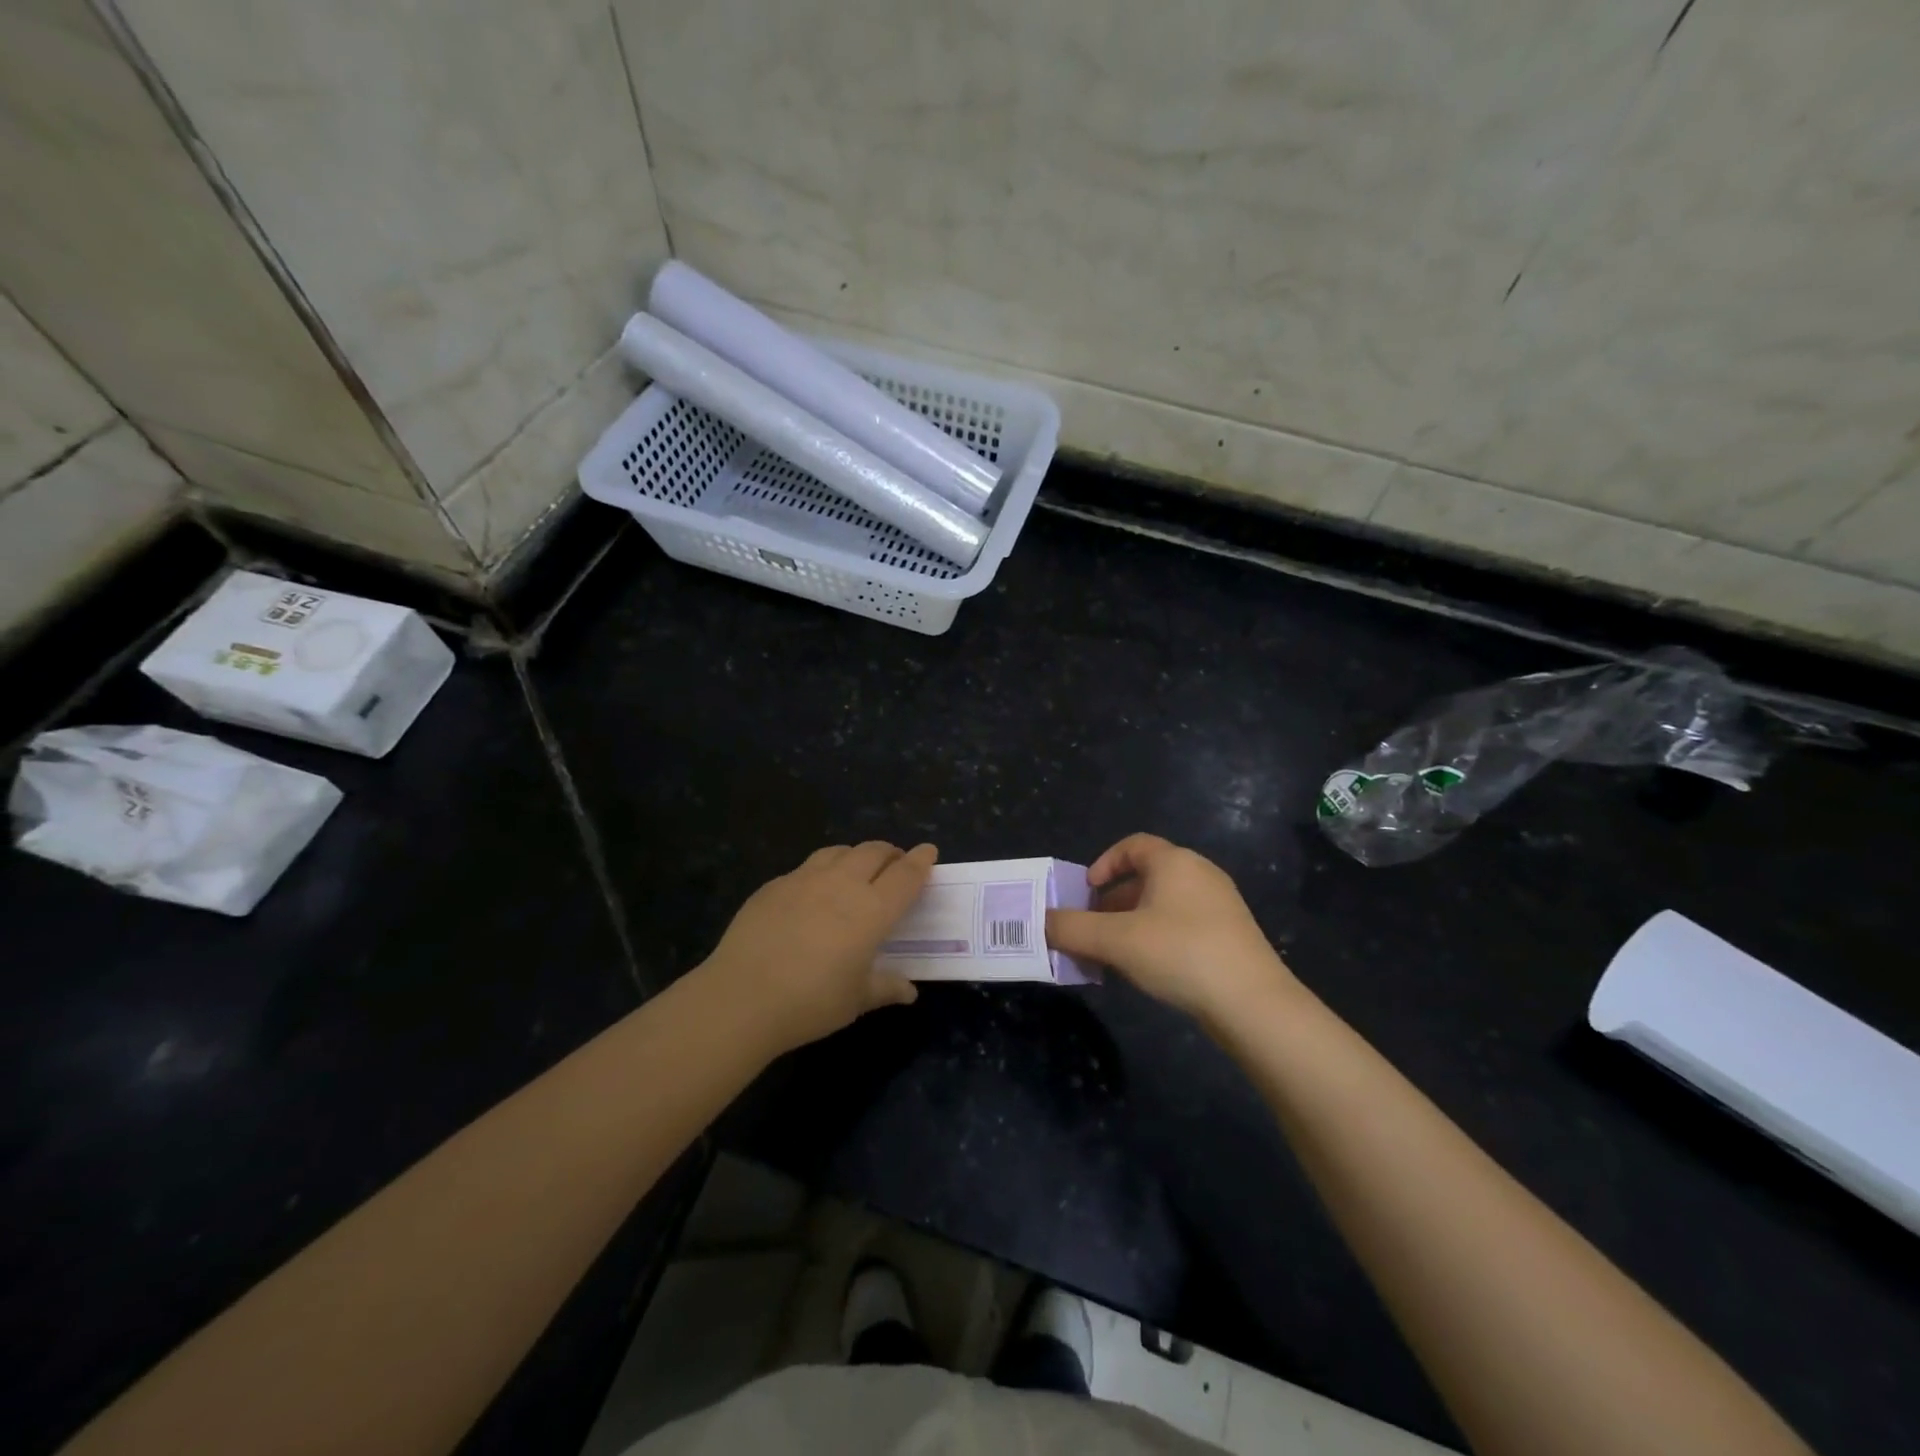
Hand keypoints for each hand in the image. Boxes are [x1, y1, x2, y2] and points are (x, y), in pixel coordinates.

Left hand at [697, 841, 934, 1054]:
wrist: (742, 997)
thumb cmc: (811, 1002)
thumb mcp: (856, 1000)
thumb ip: (886, 988)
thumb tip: (909, 991)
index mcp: (871, 910)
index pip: (905, 875)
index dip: (921, 861)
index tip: (929, 852)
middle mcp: (842, 884)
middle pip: (874, 852)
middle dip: (890, 853)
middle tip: (896, 864)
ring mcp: (804, 879)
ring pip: (839, 851)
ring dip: (856, 855)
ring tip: (857, 869)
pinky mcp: (774, 885)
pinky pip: (807, 867)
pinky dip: (822, 870)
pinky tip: (814, 892)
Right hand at [1046, 833, 1299, 1025]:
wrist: (1254, 1003)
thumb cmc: (1180, 954)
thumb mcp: (1115, 940)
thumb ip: (1071, 928)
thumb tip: (1039, 922)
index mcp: (1174, 862)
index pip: (1133, 845)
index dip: (1104, 863)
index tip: (1086, 892)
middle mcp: (1200, 874)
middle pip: (1146, 876)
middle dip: (1113, 900)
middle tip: (1092, 928)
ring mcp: (1220, 905)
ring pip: (1164, 903)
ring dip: (1133, 922)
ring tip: (1113, 954)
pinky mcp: (1231, 935)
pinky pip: (1183, 924)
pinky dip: (1158, 936)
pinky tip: (1149, 969)